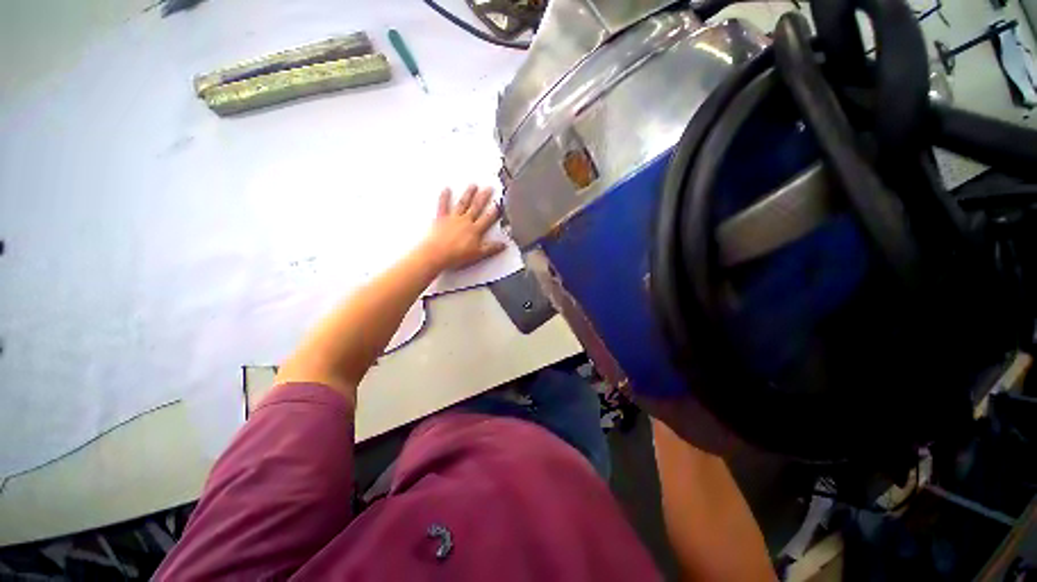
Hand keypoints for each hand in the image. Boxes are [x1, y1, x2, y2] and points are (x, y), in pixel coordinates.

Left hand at [421, 184, 507, 271]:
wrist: (437, 254)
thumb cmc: (456, 255)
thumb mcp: (478, 254)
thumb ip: (491, 248)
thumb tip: (502, 245)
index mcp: (475, 230)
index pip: (488, 218)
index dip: (495, 211)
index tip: (499, 204)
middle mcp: (465, 221)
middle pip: (476, 207)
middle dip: (484, 197)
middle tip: (488, 188)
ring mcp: (453, 218)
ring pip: (463, 203)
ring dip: (468, 194)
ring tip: (473, 186)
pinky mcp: (441, 219)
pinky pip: (443, 205)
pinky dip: (444, 197)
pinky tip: (446, 190)